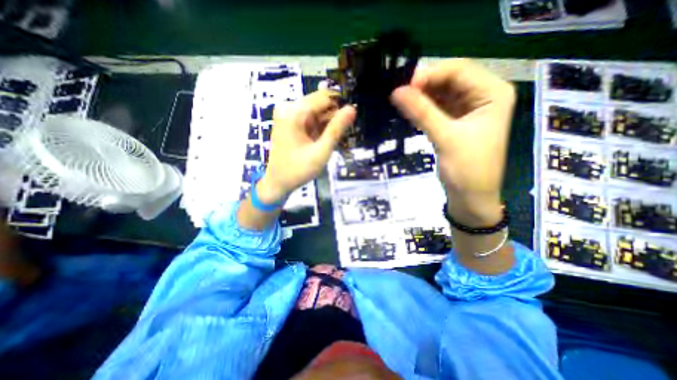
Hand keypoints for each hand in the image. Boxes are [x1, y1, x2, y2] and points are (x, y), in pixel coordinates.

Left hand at [256, 89, 355, 203]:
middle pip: (321, 104)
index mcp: (294, 112)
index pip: (325, 97)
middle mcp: (289, 108)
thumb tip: (352, 109)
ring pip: (318, 112)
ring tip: (333, 141)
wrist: (278, 183)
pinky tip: (324, 141)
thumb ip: (336, 129)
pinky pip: (311, 119)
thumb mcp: (321, 151)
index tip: (351, 122)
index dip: (340, 107)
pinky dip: (321, 128)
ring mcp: (289, 115)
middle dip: (334, 117)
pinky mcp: (291, 122)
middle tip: (341, 136)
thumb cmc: (299, 170)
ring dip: (328, 124)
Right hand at [389, 58, 516, 225]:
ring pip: (441, 93)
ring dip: (421, 97)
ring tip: (399, 101)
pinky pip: (437, 108)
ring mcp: (468, 109)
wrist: (470, 198)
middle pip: (449, 80)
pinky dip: (423, 108)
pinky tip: (409, 110)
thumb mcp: (445, 138)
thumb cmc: (467, 170)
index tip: (403, 86)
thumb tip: (396, 92)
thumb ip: (421, 112)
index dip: (429, 74)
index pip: (459, 70)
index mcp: (492, 93)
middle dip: (423, 85)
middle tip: (397, 94)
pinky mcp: (455, 122)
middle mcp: (482, 96)